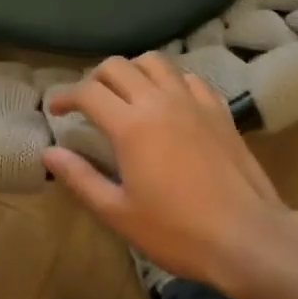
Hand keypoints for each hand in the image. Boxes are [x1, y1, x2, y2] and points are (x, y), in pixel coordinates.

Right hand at [43, 53, 289, 294]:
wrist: (247, 236)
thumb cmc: (177, 231)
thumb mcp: (118, 213)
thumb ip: (81, 178)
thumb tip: (50, 152)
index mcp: (131, 125)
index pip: (88, 92)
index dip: (64, 95)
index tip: (55, 109)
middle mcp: (159, 102)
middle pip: (118, 66)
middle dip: (95, 78)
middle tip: (88, 102)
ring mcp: (193, 102)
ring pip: (155, 62)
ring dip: (133, 70)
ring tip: (127, 93)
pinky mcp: (219, 110)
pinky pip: (189, 78)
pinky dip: (170, 80)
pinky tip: (168, 102)